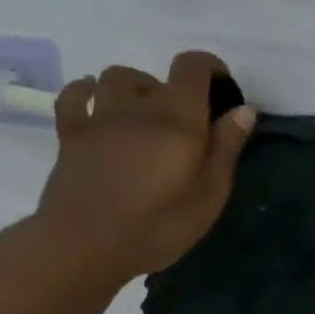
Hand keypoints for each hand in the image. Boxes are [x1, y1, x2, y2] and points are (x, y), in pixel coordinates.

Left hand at [34, 51, 255, 286]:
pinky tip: (96, 104)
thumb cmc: (157, 226)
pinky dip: (86, 91)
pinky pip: (74, 95)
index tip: (221, 87)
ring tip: (144, 113)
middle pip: (157, 75)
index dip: (210, 66)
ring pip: (116, 77)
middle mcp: (139, 107)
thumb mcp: (210, 194)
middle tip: (185, 123)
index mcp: (179, 118)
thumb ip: (226, 147)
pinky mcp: (71, 134)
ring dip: (134, 87)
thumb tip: (243, 109)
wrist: (84, 247)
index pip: (192, 66)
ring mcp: (100, 118)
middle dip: (176, 90)